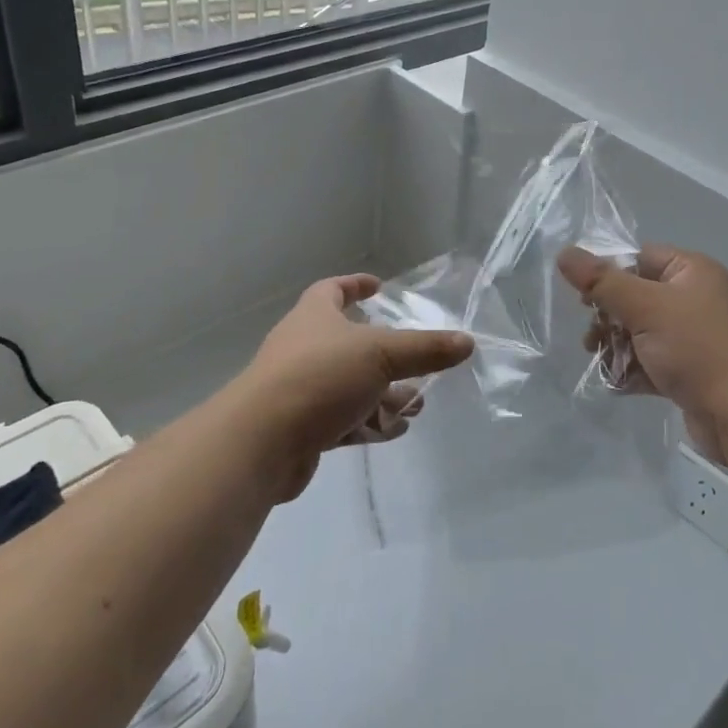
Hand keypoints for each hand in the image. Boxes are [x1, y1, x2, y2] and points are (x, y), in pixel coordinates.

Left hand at [240, 274, 473, 500]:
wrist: (261, 442)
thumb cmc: (320, 377)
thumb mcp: (381, 355)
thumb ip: (425, 349)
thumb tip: (467, 341)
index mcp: (314, 316)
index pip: (332, 289)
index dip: (355, 284)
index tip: (378, 286)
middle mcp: (304, 348)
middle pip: (349, 343)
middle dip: (386, 354)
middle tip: (417, 361)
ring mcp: (301, 389)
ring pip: (350, 385)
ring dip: (384, 394)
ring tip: (417, 403)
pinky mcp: (302, 429)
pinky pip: (343, 420)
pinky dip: (369, 422)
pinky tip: (395, 430)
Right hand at [557, 245, 727, 466]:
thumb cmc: (699, 350)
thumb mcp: (645, 308)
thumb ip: (602, 281)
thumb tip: (564, 253)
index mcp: (692, 271)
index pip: (639, 258)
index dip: (609, 274)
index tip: (584, 299)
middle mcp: (696, 298)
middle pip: (637, 296)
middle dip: (609, 317)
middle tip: (591, 336)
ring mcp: (696, 337)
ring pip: (641, 332)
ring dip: (617, 346)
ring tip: (601, 361)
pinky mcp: (693, 372)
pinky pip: (653, 361)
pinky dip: (634, 370)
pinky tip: (617, 383)